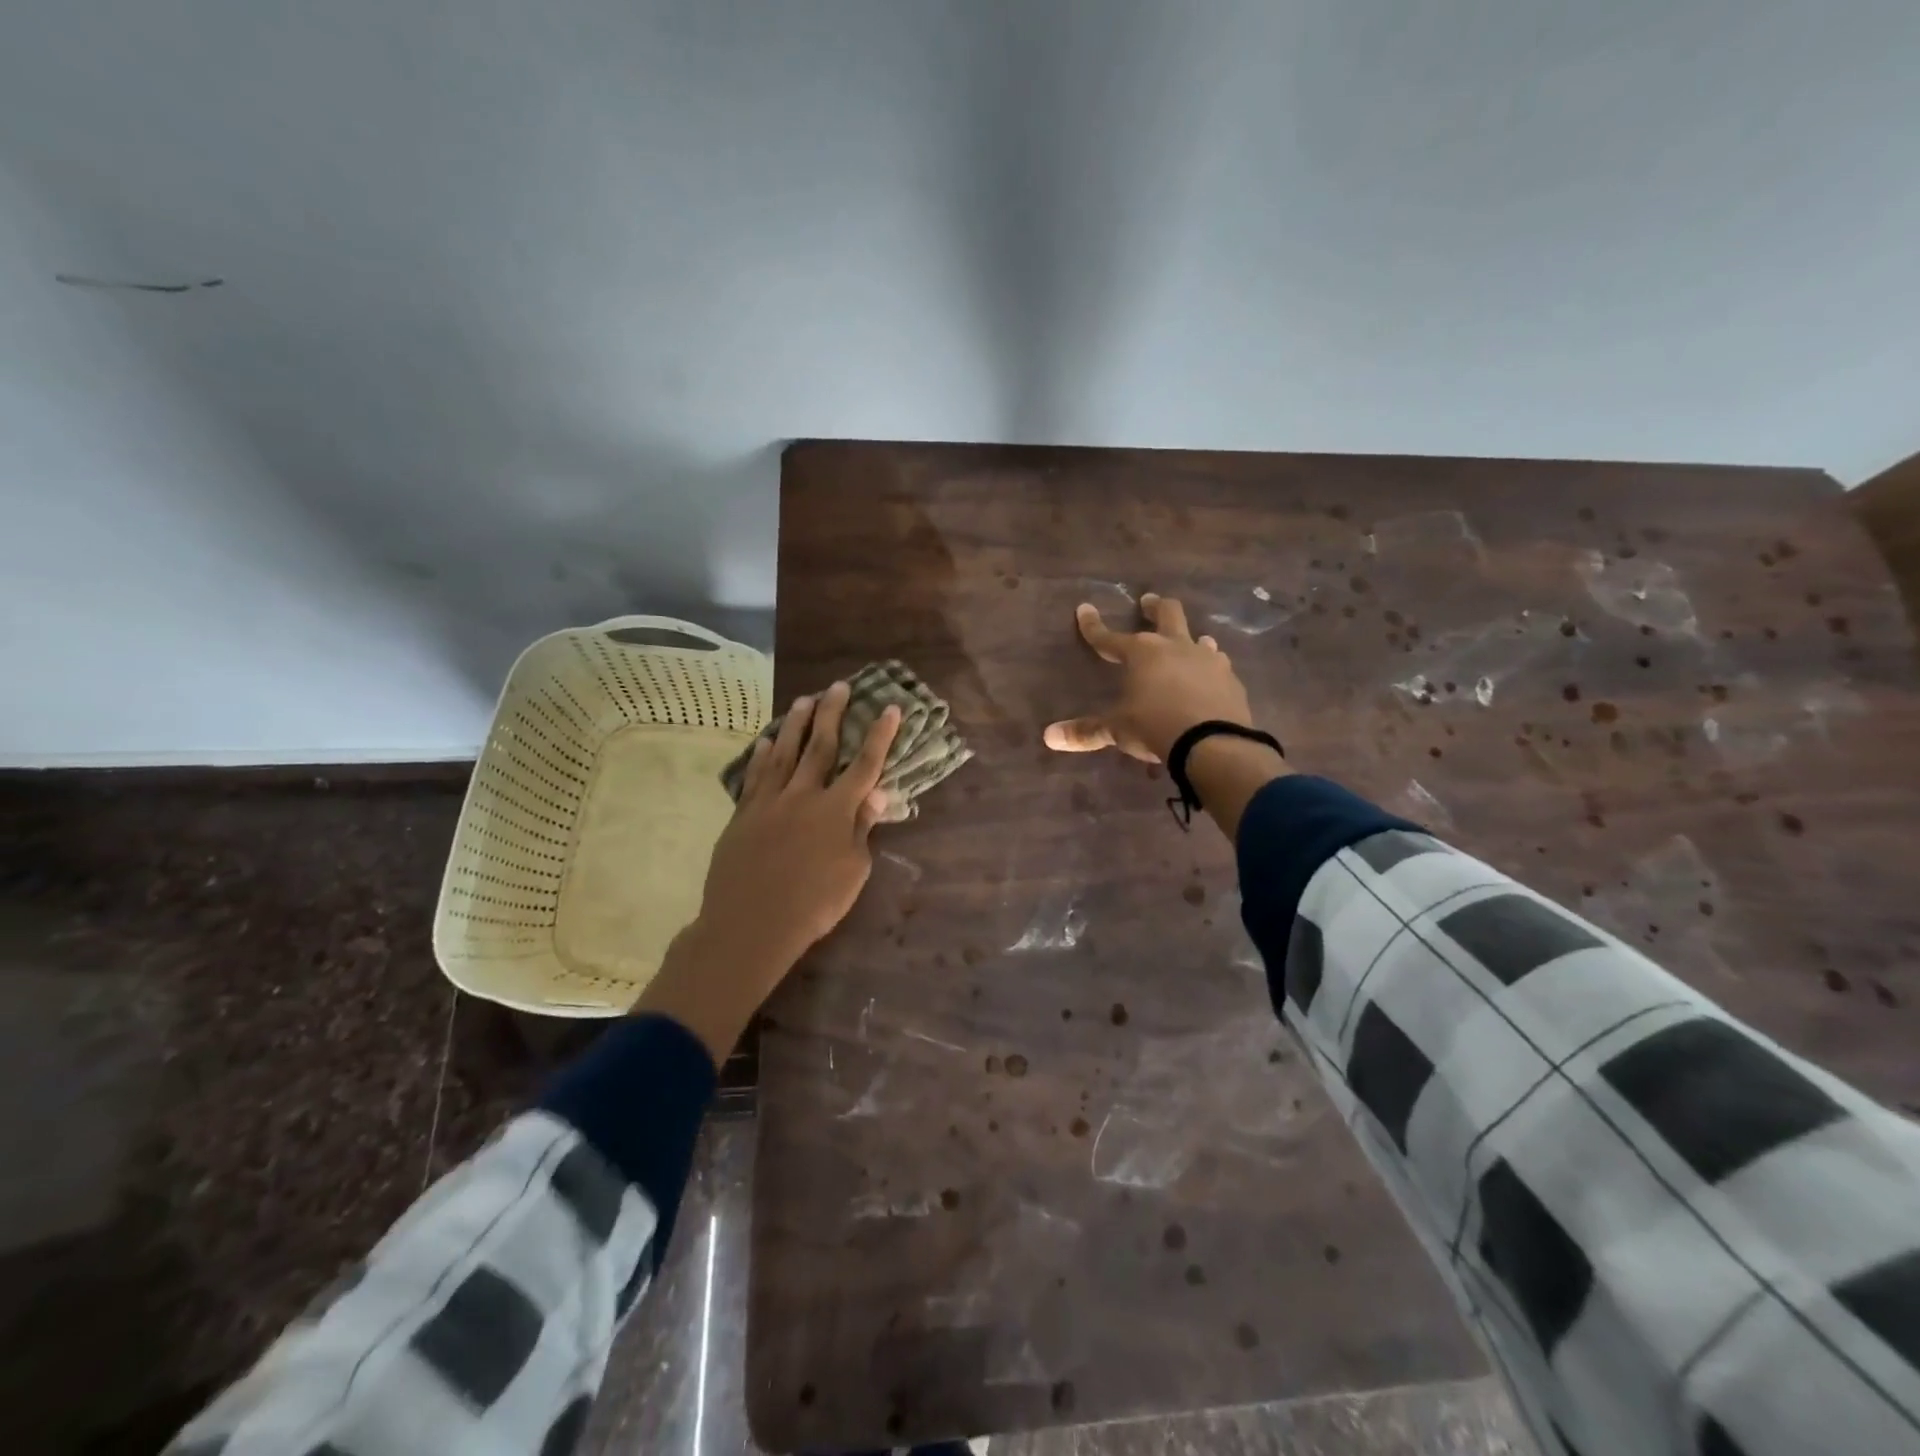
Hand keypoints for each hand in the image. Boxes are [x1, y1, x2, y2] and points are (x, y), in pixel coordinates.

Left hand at [637, 681, 900, 1062]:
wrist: (752, 924)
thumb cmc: (814, 904)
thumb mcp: (853, 871)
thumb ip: (862, 828)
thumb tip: (877, 793)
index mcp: (837, 810)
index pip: (865, 764)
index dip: (880, 736)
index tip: (890, 708)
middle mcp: (804, 795)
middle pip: (821, 745)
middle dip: (833, 713)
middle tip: (838, 686)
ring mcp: (770, 801)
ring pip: (784, 752)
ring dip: (796, 723)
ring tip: (804, 700)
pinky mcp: (744, 813)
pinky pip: (755, 775)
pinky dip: (761, 755)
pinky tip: (765, 740)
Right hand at [1043, 593, 1253, 761]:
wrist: (1212, 742)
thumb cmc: (1154, 727)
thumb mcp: (1116, 730)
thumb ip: (1086, 731)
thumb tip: (1050, 737)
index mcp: (1142, 653)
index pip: (1109, 637)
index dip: (1093, 626)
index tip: (1084, 610)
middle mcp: (1175, 647)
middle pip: (1167, 614)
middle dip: (1155, 607)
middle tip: (1149, 601)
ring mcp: (1208, 660)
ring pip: (1199, 638)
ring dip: (1190, 639)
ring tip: (1188, 643)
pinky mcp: (1230, 680)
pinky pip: (1218, 666)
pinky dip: (1209, 668)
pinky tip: (1210, 678)